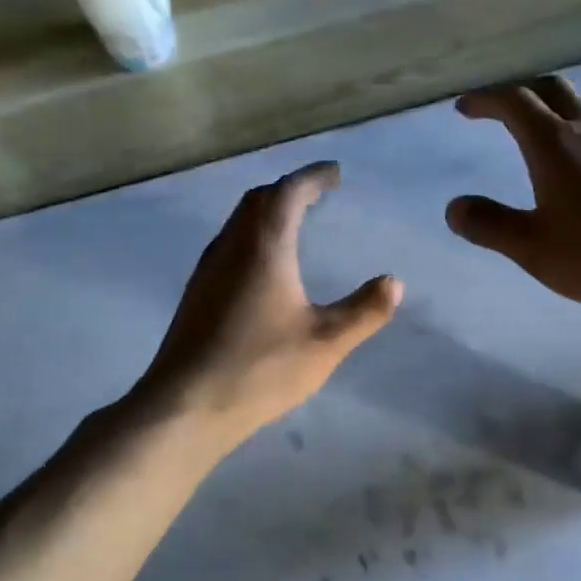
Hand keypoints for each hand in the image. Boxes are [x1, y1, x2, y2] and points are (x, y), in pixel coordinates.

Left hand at [137, 162, 401, 449]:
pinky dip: (252, 236)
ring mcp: (207, 270)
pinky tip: (262, 266)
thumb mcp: (326, 342)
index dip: (313, 177)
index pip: (288, 192)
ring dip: (267, 211)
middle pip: (258, 200)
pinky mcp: (196, 294)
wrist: (186, 406)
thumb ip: (365, 310)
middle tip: (317, 193)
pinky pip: (228, 244)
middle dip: (289, 189)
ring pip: (238, 222)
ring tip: (294, 222)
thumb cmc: (261, 368)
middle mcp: (231, 247)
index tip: (335, 174)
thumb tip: (394, 282)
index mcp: (264, 246)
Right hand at [447, 77, 580, 313]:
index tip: (464, 107)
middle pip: (549, 87)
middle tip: (495, 107)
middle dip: (517, 90)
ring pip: (578, 104)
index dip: (485, 98)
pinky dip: (572, 126)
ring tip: (530, 130)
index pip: (514, 100)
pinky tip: (573, 160)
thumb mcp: (534, 248)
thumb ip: (490, 225)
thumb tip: (454, 207)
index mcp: (554, 143)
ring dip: (548, 106)